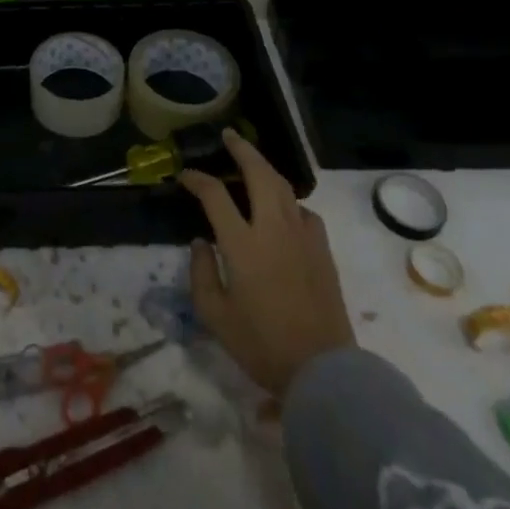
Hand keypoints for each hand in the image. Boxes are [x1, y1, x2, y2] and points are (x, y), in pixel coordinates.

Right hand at [179, 129, 354, 396]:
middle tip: (228, 137)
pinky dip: (290, 201)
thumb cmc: (262, 345)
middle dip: (241, 149)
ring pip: (284, 186)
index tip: (185, 176)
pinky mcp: (323, 250)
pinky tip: (284, 210)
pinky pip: (305, 212)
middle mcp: (273, 230)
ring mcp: (302, 237)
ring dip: (265, 167)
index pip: (215, 194)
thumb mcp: (216, 316)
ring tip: (253, 161)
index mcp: (243, 244)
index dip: (197, 179)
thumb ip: (202, 273)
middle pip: (259, 173)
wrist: (323, 372)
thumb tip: (202, 242)